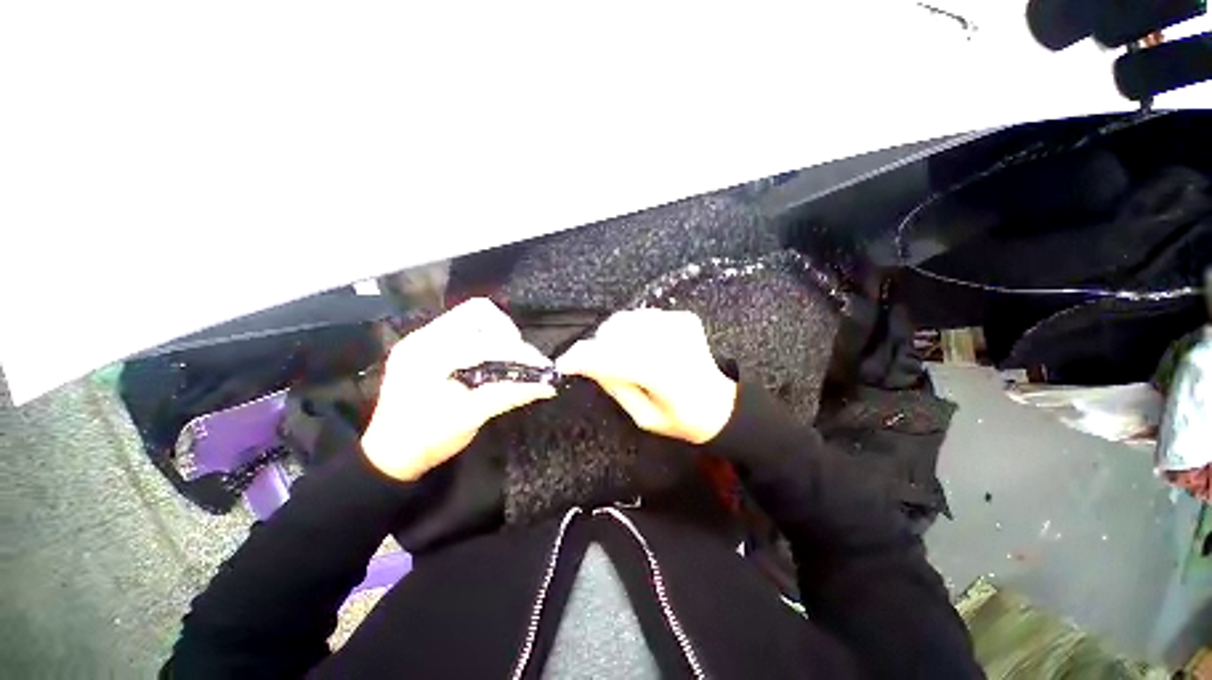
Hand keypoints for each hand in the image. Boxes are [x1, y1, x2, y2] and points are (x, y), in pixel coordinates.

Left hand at [361, 298, 555, 480]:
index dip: (516, 350)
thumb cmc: (427, 438)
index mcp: (430, 354)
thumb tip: (548, 386)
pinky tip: (488, 361)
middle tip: (520, 358)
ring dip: (496, 334)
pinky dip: (483, 339)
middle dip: (507, 334)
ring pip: (471, 318)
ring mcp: (422, 339)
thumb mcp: (470, 417)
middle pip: (478, 313)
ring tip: (508, 358)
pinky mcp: (424, 347)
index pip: (485, 338)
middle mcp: (424, 337)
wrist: (389, 456)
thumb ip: (509, 395)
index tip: (537, 366)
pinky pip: (462, 329)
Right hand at [557, 309, 737, 444]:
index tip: (565, 363)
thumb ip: (616, 386)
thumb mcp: (645, 417)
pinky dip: (634, 329)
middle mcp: (672, 342)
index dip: (584, 358)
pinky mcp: (683, 317)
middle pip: (616, 331)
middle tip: (595, 364)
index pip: (613, 356)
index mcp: (665, 374)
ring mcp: (679, 324)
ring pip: (627, 319)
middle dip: (598, 346)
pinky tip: (642, 346)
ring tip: (621, 356)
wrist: (721, 403)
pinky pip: (643, 316)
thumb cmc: (683, 419)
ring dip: (614, 336)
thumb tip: (589, 363)